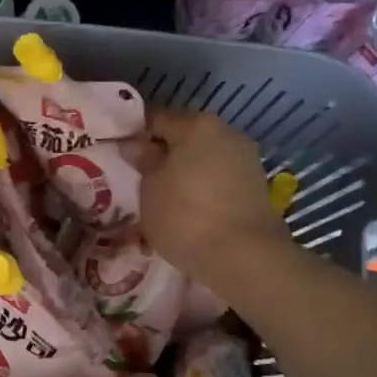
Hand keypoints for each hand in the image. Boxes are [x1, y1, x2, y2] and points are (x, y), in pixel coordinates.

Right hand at [122, 108, 291, 283]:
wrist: (243, 257)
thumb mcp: (150, 188)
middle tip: (140, 178)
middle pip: (185, 137)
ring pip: (204, 159)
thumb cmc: (185, 215)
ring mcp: (246, 160)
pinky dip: (202, 188)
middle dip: (163, 154)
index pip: (156, 118)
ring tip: (163, 197)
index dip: (135, 135)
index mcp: (198, 125)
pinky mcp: (256, 187)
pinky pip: (219, 178)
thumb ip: (144, 161)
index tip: (120, 156)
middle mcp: (227, 133)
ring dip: (184, 172)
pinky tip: (189, 209)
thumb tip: (136, 146)